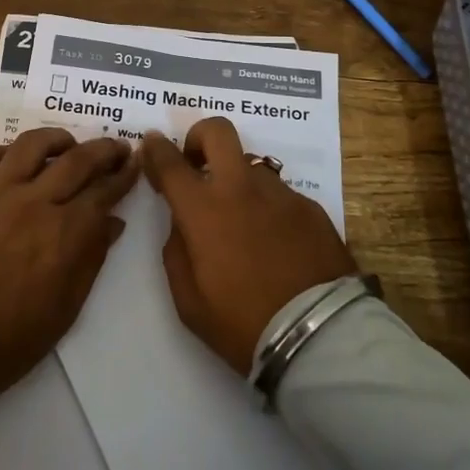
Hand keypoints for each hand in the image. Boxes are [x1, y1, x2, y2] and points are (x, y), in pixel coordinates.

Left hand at [0, 127, 139, 415]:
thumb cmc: (12, 340)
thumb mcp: (67, 308)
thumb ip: (92, 258)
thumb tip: (114, 222)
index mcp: (64, 234)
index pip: (104, 191)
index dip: (124, 175)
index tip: (135, 163)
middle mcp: (34, 203)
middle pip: (77, 160)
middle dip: (104, 150)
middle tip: (116, 147)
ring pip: (32, 145)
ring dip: (57, 139)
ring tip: (68, 144)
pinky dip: (8, 152)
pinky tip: (17, 160)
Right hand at [143, 118, 357, 373]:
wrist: (318, 337)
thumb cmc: (243, 324)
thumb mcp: (189, 300)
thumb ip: (177, 250)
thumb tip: (183, 223)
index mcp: (204, 210)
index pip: (170, 162)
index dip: (156, 148)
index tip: (151, 145)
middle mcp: (241, 188)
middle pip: (218, 131)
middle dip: (199, 137)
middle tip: (197, 164)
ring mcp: (280, 194)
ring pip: (251, 167)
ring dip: (237, 183)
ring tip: (243, 224)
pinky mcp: (310, 207)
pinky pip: (279, 195)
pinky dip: (268, 209)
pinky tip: (275, 245)